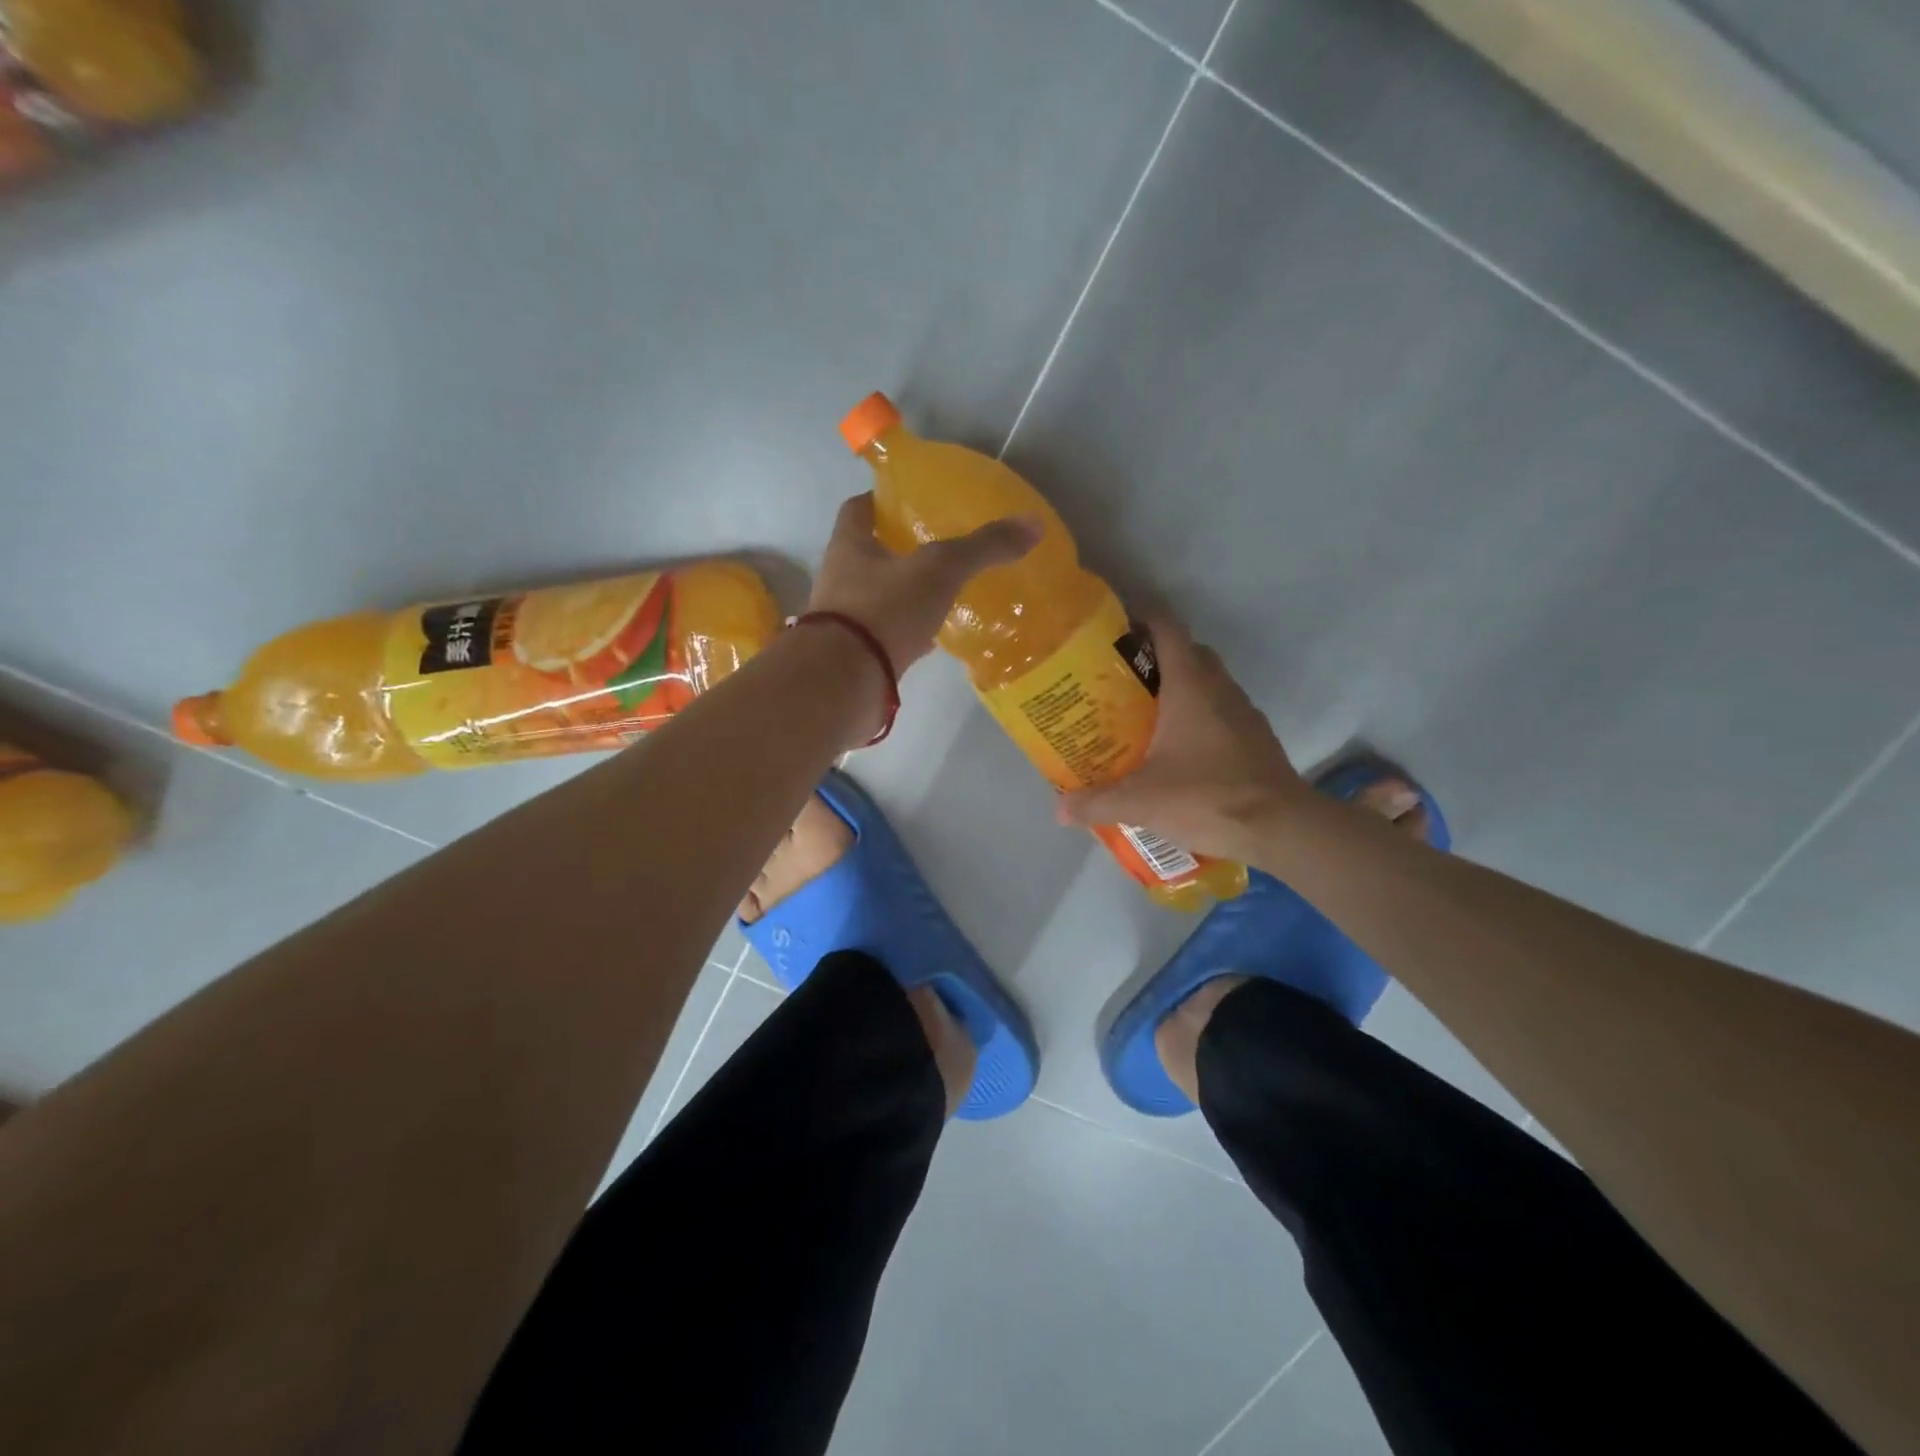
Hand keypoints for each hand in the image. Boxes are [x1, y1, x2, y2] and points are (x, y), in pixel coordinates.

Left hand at [806, 493, 1039, 671]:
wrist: (845, 682)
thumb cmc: (884, 609)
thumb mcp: (939, 570)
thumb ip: (983, 548)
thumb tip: (1033, 525)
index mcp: (849, 545)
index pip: (859, 508)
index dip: (883, 500)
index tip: (912, 501)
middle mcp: (840, 578)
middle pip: (870, 553)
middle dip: (901, 550)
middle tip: (941, 549)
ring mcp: (845, 620)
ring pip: (879, 597)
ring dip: (906, 594)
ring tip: (946, 593)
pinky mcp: (857, 655)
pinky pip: (886, 635)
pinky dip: (909, 633)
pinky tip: (936, 638)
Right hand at [1056, 617, 1306, 862]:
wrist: (1282, 828)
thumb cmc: (1207, 798)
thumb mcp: (1141, 803)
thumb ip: (1097, 803)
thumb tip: (1059, 809)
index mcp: (1190, 686)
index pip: (1167, 629)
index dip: (1141, 618)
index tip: (1112, 629)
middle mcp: (1219, 688)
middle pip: (1186, 652)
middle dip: (1154, 657)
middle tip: (1118, 679)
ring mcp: (1243, 711)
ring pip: (1207, 681)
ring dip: (1178, 686)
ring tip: (1142, 713)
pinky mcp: (1255, 737)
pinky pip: (1220, 709)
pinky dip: (1198, 715)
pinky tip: (1178, 747)